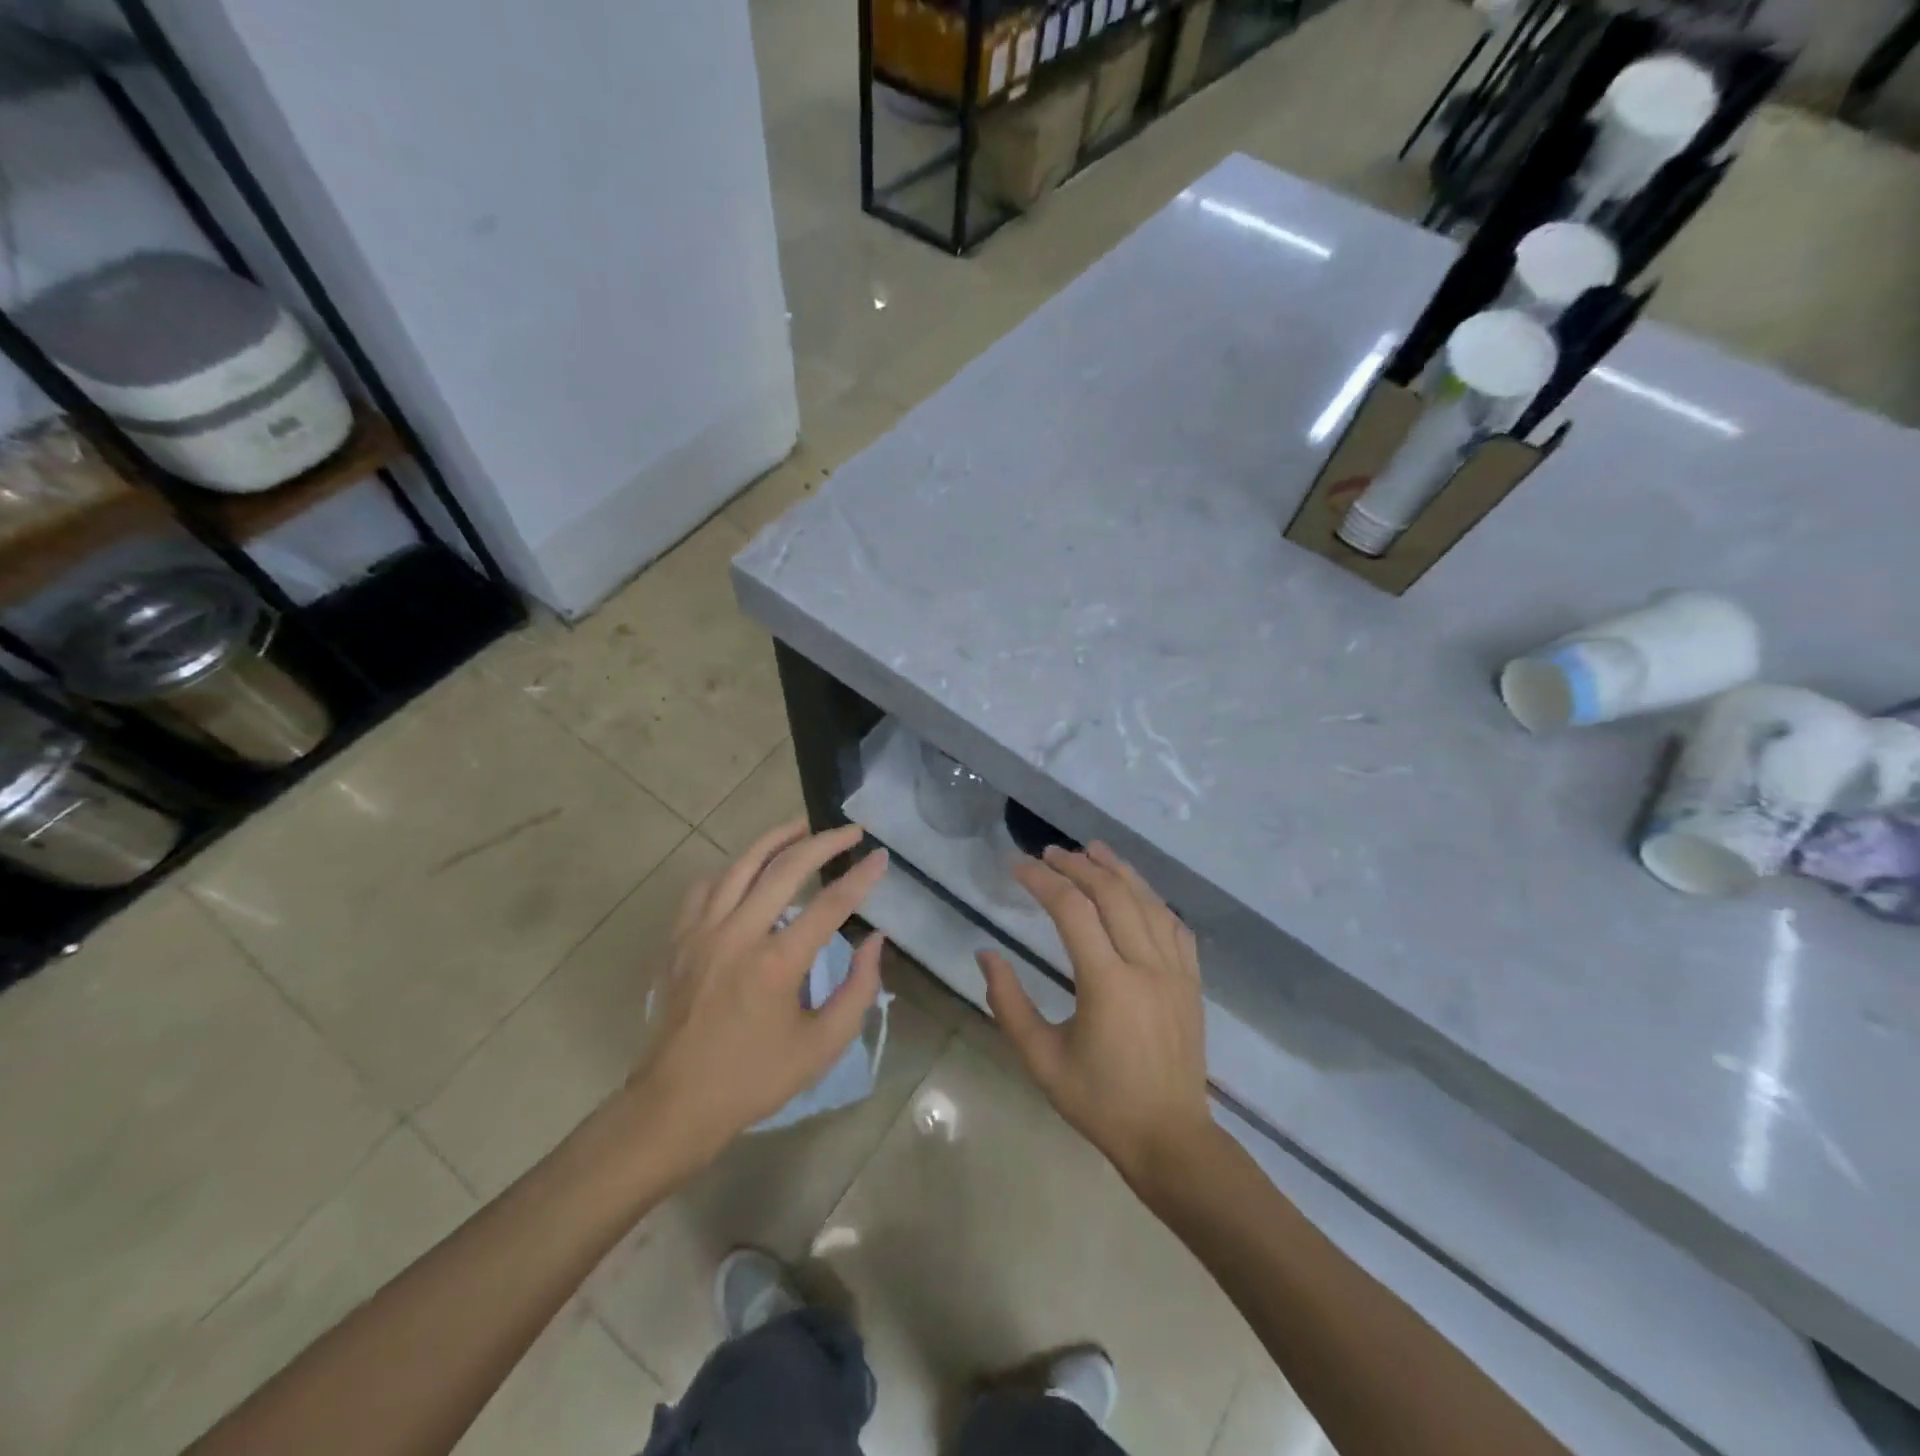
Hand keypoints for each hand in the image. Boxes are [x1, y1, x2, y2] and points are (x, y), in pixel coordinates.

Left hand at [626, 820, 887, 1175]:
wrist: (674, 1105)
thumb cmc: (753, 1079)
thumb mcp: (821, 1047)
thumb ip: (858, 990)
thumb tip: (875, 940)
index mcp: (775, 963)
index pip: (829, 904)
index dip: (861, 877)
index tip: (881, 856)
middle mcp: (737, 934)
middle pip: (785, 868)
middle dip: (824, 842)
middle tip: (851, 830)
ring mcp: (701, 932)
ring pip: (741, 865)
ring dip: (776, 839)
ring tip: (803, 826)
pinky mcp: (679, 940)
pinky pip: (706, 887)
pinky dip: (733, 870)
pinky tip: (748, 871)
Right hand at [978, 842, 1213, 1190]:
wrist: (1170, 1139)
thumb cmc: (1099, 1102)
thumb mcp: (1041, 1060)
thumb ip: (1008, 1003)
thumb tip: (985, 954)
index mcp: (1108, 984)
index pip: (1072, 911)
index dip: (1042, 881)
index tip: (1017, 867)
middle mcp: (1146, 966)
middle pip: (1112, 894)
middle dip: (1078, 865)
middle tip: (1049, 853)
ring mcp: (1175, 971)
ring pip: (1147, 901)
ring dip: (1117, 870)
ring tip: (1092, 849)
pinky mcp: (1192, 981)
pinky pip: (1174, 925)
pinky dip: (1152, 899)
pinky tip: (1137, 890)